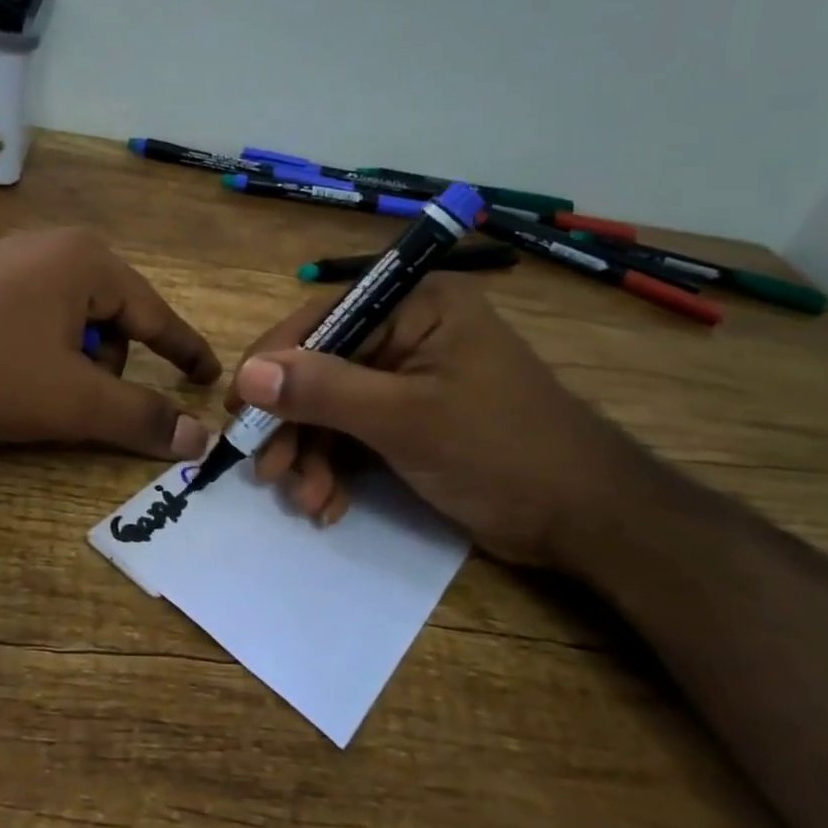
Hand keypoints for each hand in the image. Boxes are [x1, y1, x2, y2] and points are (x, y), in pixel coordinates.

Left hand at [0, 229, 220, 457]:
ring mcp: (9, 263)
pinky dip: (41, 356)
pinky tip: (8, 379)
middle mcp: (52, 248)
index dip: (185, 350)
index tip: (209, 376)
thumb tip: (201, 438)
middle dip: (109, 366)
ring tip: (38, 395)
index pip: (155, 313)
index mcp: (86, 260)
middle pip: (112, 317)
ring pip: (71, 323)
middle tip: (84, 404)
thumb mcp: (71, 401)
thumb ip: (140, 416)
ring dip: (72, 365)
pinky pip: (35, 321)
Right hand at [226, 273, 635, 569]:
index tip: (239, 408)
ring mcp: (409, 378)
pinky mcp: (411, 418)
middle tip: (267, 471)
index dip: (274, 361)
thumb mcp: (405, 419)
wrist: (587, 522)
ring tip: (306, 500)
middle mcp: (408, 331)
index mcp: (416, 305)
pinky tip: (329, 504)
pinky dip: (337, 468)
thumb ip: (324, 390)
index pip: (322, 318)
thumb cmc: (501, 451)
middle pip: (322, 368)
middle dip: (294, 424)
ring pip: (333, 407)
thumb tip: (248, 373)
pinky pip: (355, 432)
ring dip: (312, 455)